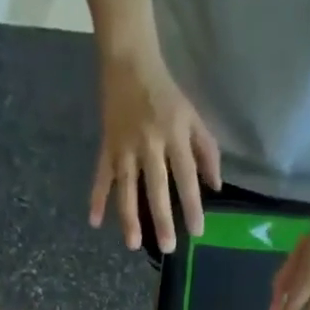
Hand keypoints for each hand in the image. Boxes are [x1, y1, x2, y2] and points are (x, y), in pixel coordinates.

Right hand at [92, 52, 220, 253]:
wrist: (129, 61)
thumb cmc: (166, 94)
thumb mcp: (193, 116)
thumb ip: (206, 150)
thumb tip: (215, 186)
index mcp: (174, 134)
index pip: (186, 176)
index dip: (193, 204)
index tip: (197, 231)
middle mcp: (149, 143)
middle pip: (156, 186)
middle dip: (161, 218)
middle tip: (167, 247)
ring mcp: (125, 146)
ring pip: (127, 186)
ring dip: (128, 216)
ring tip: (132, 244)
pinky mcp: (107, 146)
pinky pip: (102, 175)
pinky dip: (97, 197)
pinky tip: (94, 221)